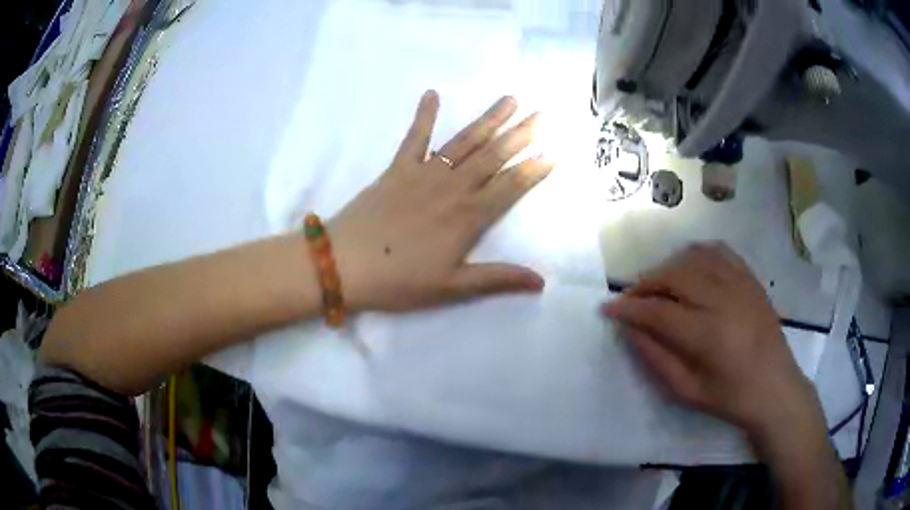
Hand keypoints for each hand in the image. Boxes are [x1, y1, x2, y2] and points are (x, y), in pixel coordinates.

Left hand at [329, 91, 553, 311]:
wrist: (344, 263)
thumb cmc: (399, 280)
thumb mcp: (451, 288)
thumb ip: (497, 279)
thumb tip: (541, 281)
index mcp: (468, 217)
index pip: (511, 187)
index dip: (534, 169)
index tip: (555, 151)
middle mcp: (452, 188)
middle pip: (494, 156)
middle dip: (522, 135)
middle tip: (544, 115)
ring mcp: (424, 174)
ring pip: (465, 142)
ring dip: (489, 120)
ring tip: (510, 100)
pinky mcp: (397, 169)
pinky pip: (414, 137)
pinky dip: (424, 115)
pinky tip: (432, 94)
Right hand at [602, 243, 817, 436]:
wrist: (775, 388)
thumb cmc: (730, 398)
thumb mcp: (687, 391)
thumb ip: (656, 358)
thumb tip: (631, 330)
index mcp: (708, 335)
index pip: (658, 311)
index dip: (629, 308)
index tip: (608, 308)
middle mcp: (724, 300)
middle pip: (674, 275)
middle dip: (645, 283)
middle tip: (631, 298)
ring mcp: (740, 284)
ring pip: (694, 258)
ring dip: (668, 267)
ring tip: (657, 285)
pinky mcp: (750, 279)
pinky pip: (719, 252)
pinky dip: (697, 253)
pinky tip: (688, 265)